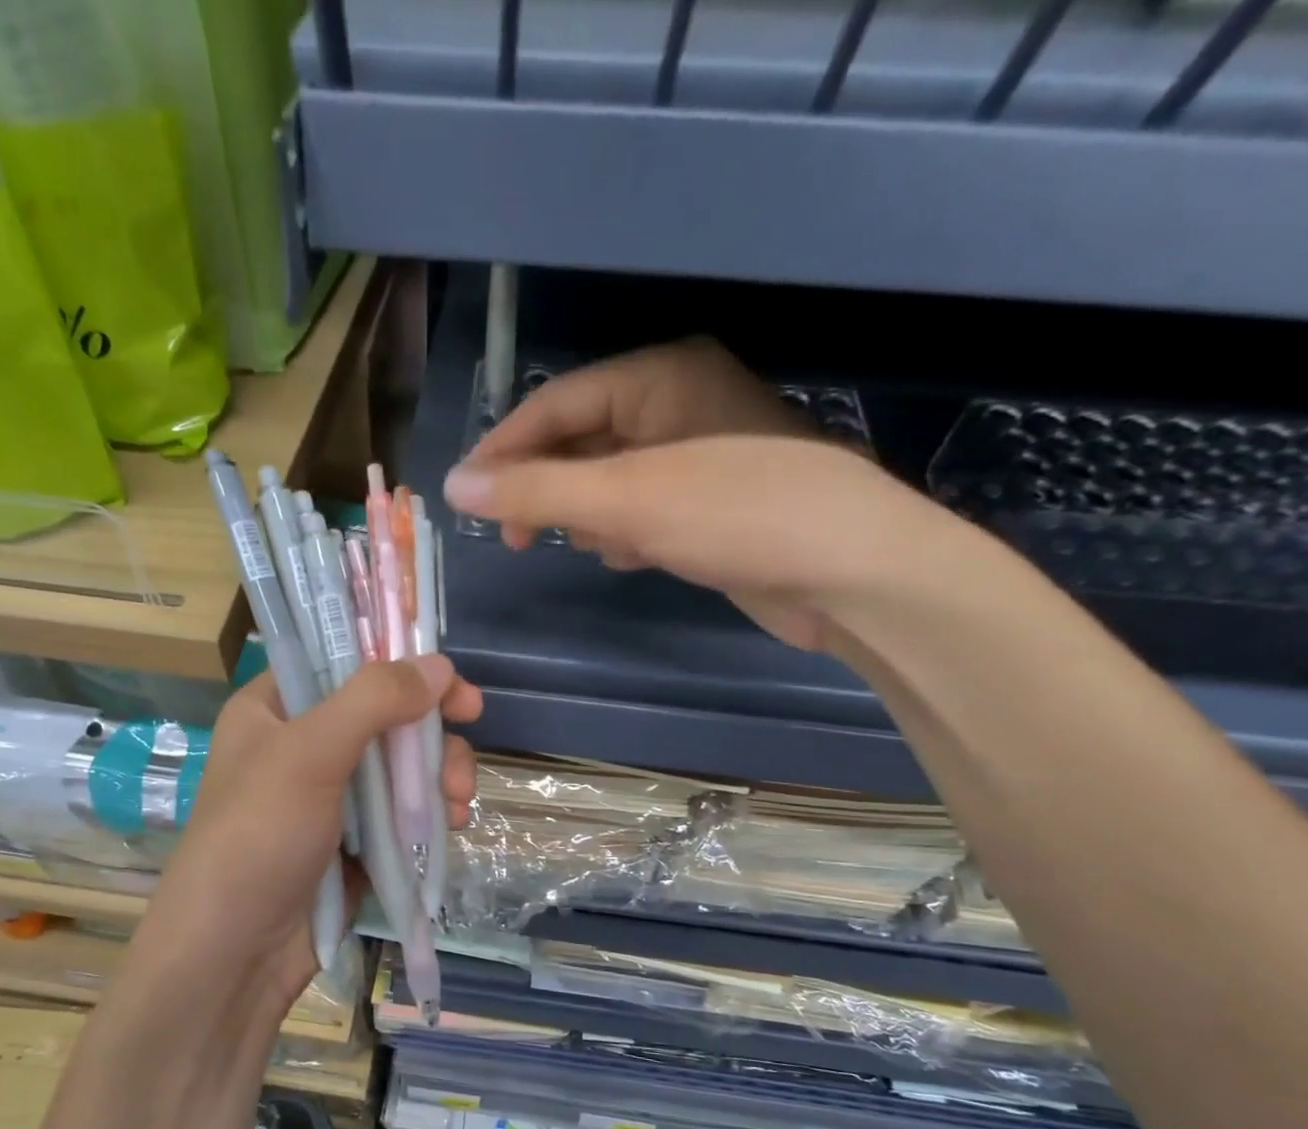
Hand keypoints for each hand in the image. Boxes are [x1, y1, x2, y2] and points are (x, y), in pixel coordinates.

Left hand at [129, 657, 481, 1020]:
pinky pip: (401, 810)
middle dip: (430, 734)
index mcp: (275, 709)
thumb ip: (373, 701)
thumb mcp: (309, 755)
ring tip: (459, 804)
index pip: (344, 663)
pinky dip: (429, 812)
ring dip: (438, 776)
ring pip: (401, 765)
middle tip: (463, 747)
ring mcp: (330, 795)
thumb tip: (438, 664)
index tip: (451, 683)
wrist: (235, 954)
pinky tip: (451, 826)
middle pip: (384, 715)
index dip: (400, 664)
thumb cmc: (258, 838)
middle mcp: (302, 745)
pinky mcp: (353, 840)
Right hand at [446, 349, 960, 653]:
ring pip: (610, 481)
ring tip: (587, 546)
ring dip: (588, 515)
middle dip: (548, 490)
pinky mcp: (713, 504)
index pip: (556, 403)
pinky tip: (631, 558)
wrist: (853, 573)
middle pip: (582, 441)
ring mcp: (700, 456)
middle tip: (516, 538)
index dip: (503, 449)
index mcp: (661, 376)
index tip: (466, 498)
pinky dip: (626, 533)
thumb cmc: (737, 514)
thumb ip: (536, 491)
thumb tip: (454, 487)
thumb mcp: (624, 499)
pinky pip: (643, 510)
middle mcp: (679, 404)